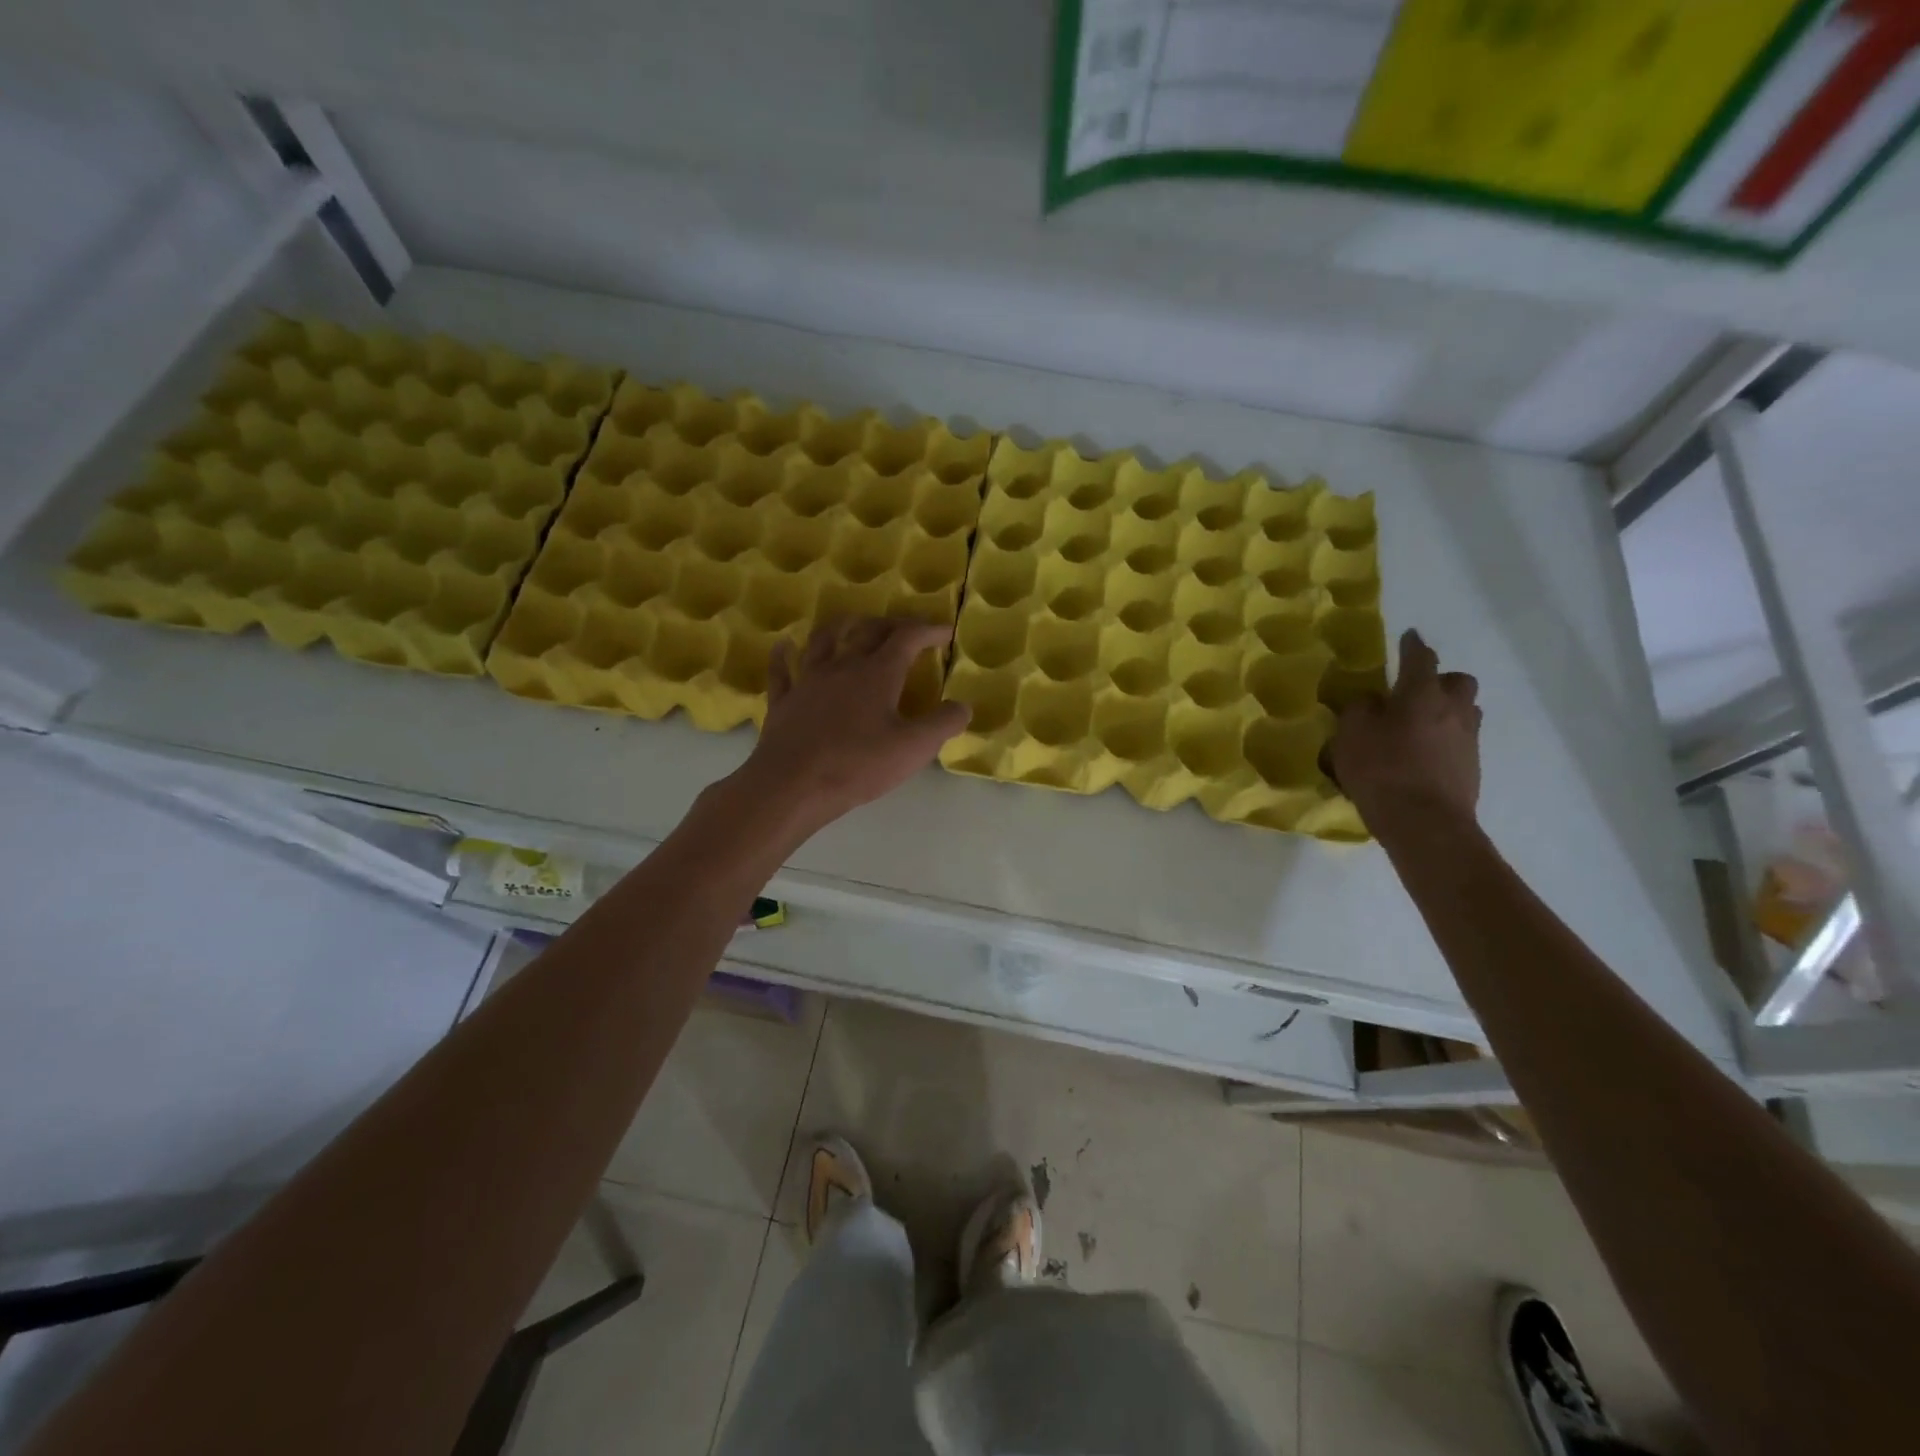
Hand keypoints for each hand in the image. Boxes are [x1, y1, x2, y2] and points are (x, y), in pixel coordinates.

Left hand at [740, 617, 969, 829]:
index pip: (907, 638)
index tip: (945, 631)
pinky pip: (782, 671)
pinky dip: (784, 655)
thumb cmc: (858, 765)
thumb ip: (943, 724)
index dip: (928, 630)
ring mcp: (808, 681)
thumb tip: (963, 705)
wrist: (792, 784)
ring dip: (840, 626)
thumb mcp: (914, 749)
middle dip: (890, 624)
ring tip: (850, 621)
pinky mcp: (784, 701)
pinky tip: (783, 646)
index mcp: (877, 674)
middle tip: (904, 628)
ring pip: (823, 640)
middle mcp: (842, 667)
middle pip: (867, 631)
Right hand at [1331, 628, 1480, 826]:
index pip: (1420, 658)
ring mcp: (1468, 740)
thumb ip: (1359, 709)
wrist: (1425, 824)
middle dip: (1440, 680)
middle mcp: (1453, 709)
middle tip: (1415, 692)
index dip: (1412, 646)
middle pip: (1458, 682)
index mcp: (1422, 694)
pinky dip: (1444, 740)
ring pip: (1465, 712)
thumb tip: (1371, 700)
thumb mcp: (1350, 734)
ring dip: (1446, 711)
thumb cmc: (1382, 770)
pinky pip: (1460, 741)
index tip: (1409, 636)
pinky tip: (1422, 756)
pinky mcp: (1471, 768)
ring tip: (1419, 726)